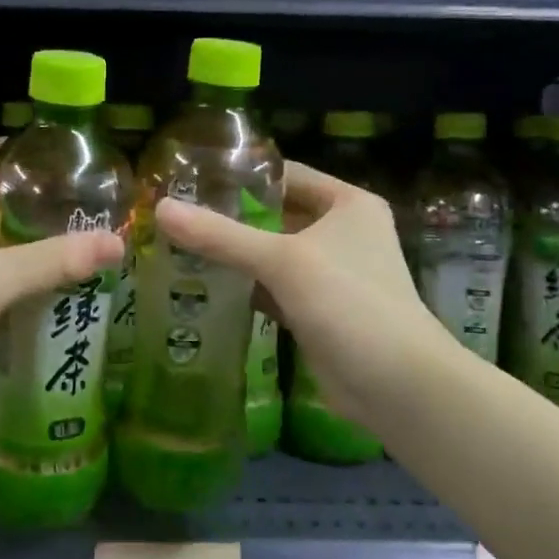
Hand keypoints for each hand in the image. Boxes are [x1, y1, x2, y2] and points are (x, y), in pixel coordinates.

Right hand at [155, 162, 443, 434]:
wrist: (397, 385)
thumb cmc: (349, 303)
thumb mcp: (283, 261)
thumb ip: (221, 236)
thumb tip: (161, 208)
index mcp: (348, 204)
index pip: (287, 174)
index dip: (243, 173)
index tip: (192, 175)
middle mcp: (342, 232)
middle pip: (277, 214)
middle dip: (231, 217)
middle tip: (177, 213)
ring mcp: (330, 274)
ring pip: (273, 254)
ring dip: (235, 254)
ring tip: (179, 244)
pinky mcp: (317, 310)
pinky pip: (274, 289)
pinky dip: (245, 287)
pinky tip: (203, 285)